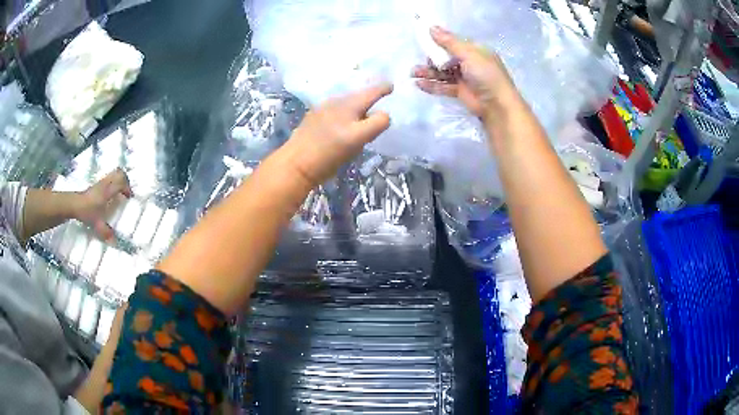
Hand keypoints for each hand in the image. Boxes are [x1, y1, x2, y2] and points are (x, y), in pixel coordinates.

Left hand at [74, 169, 132, 241]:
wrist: (74, 204)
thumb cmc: (87, 212)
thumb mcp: (97, 224)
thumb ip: (106, 232)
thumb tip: (115, 243)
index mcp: (107, 191)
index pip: (121, 182)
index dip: (128, 188)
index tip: (129, 197)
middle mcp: (106, 184)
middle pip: (119, 173)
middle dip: (126, 180)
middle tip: (126, 191)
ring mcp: (101, 182)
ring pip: (114, 173)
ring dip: (119, 180)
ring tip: (120, 191)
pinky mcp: (97, 183)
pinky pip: (109, 177)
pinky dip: (113, 182)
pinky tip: (111, 193)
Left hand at [277, 84, 392, 187]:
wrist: (296, 164)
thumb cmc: (330, 154)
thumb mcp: (359, 140)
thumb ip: (376, 124)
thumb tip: (384, 114)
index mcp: (349, 105)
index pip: (372, 92)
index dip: (384, 88)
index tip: (391, 87)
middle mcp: (335, 102)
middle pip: (358, 96)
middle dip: (369, 97)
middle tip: (379, 102)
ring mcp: (322, 109)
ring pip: (345, 102)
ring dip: (356, 105)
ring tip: (362, 114)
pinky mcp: (312, 118)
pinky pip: (334, 109)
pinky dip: (343, 111)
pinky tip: (341, 123)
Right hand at [412, 26, 517, 120]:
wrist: (497, 106)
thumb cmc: (486, 75)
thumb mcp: (469, 54)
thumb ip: (449, 42)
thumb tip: (431, 27)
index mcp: (476, 51)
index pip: (455, 43)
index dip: (440, 41)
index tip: (424, 39)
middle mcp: (470, 63)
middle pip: (447, 57)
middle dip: (432, 58)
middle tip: (421, 59)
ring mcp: (465, 78)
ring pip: (443, 72)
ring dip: (428, 72)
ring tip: (413, 73)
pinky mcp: (460, 92)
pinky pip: (444, 86)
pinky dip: (432, 85)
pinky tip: (419, 84)